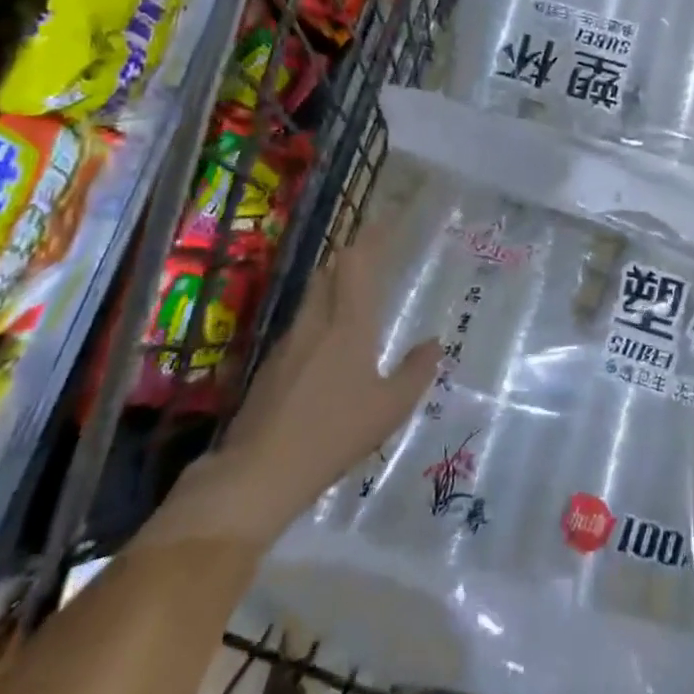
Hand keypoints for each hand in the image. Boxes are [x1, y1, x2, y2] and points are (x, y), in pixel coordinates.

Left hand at [155, 228, 440, 549]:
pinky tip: (329, 345)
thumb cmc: (335, 434)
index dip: (370, 238)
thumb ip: (417, 371)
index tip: (386, 221)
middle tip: (374, 254)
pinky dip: (319, 317)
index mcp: (348, 324)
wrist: (259, 472)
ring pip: (313, 298)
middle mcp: (315, 323)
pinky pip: (301, 326)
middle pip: (329, 272)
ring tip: (355, 294)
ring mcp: (288, 343)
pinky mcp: (270, 367)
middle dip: (350, 257)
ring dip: (333, 285)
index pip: (356, 264)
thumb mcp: (391, 408)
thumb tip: (434, 343)